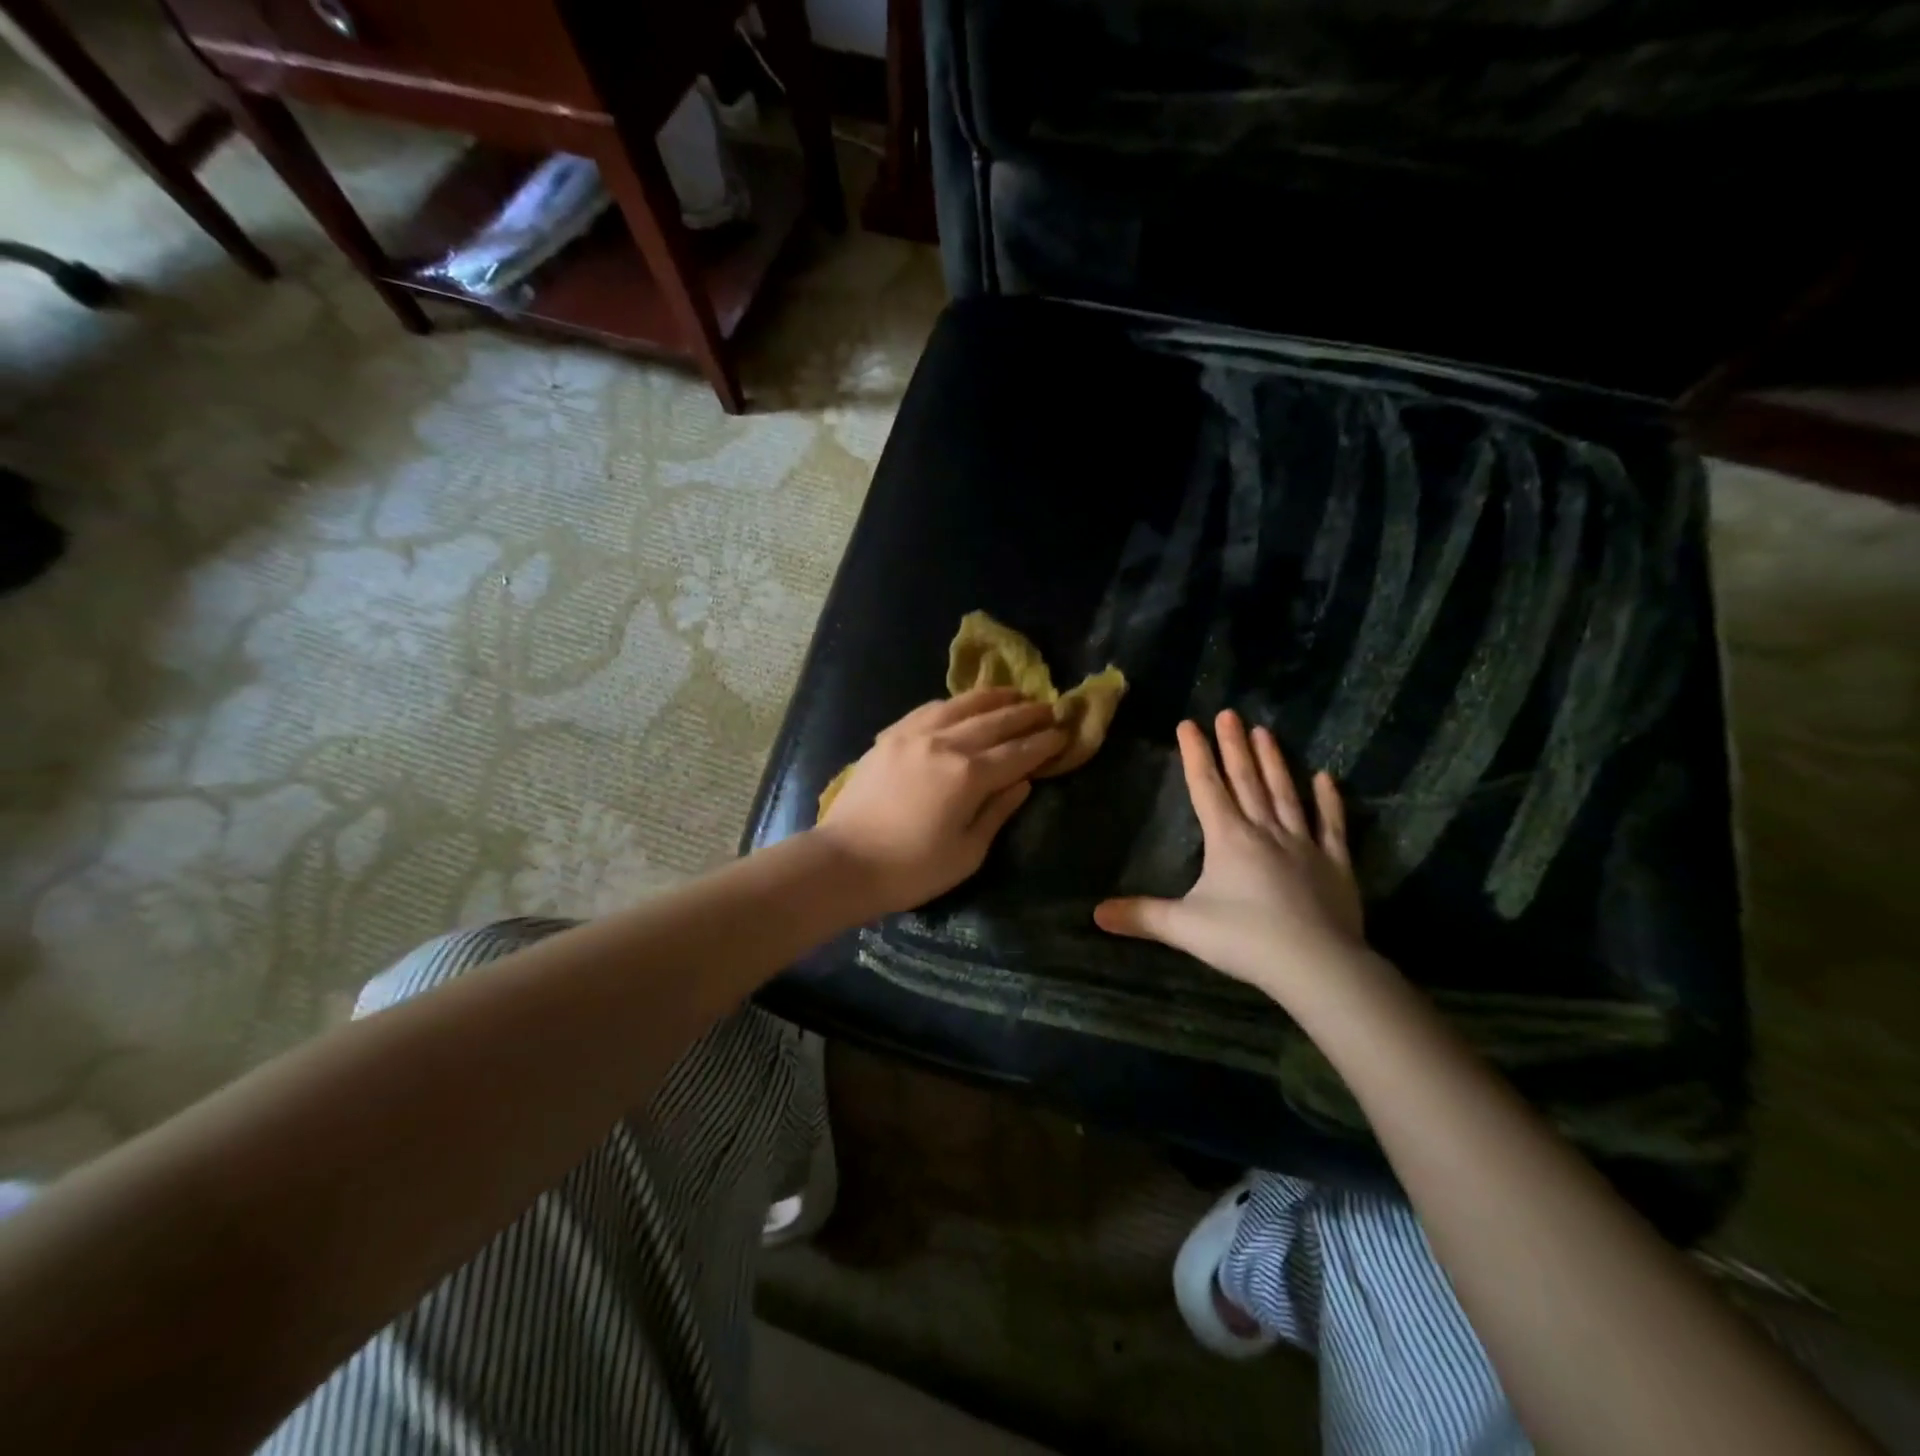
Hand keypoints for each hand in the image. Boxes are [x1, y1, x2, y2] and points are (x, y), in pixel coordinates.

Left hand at [815, 688, 1066, 915]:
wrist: (844, 863)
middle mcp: (945, 744)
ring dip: (992, 698)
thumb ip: (997, 812)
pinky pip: (928, 709)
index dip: (1044, 743)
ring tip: (1014, 693)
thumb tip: (1022, 782)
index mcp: (969, 775)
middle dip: (1026, 714)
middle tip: (1049, 708)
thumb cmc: (911, 870)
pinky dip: (953, 703)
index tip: (1064, 733)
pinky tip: (963, 704)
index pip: (1018, 752)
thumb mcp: (967, 853)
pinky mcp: (889, 737)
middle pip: (994, 721)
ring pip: (961, 706)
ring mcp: (913, 735)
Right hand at [1094, 710, 1364, 1001]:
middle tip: (1229, 713)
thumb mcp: (1184, 928)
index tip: (1189, 723)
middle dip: (1234, 746)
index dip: (1195, 754)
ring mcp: (1304, 844)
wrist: (1317, 965)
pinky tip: (1325, 778)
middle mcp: (1265, 831)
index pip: (1206, 787)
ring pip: (1284, 793)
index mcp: (1228, 838)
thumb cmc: (1246, 940)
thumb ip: (1141, 916)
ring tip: (1264, 731)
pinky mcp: (1335, 864)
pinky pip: (1331, 825)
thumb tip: (1095, 913)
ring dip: (1273, 762)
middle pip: (1246, 780)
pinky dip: (1328, 801)